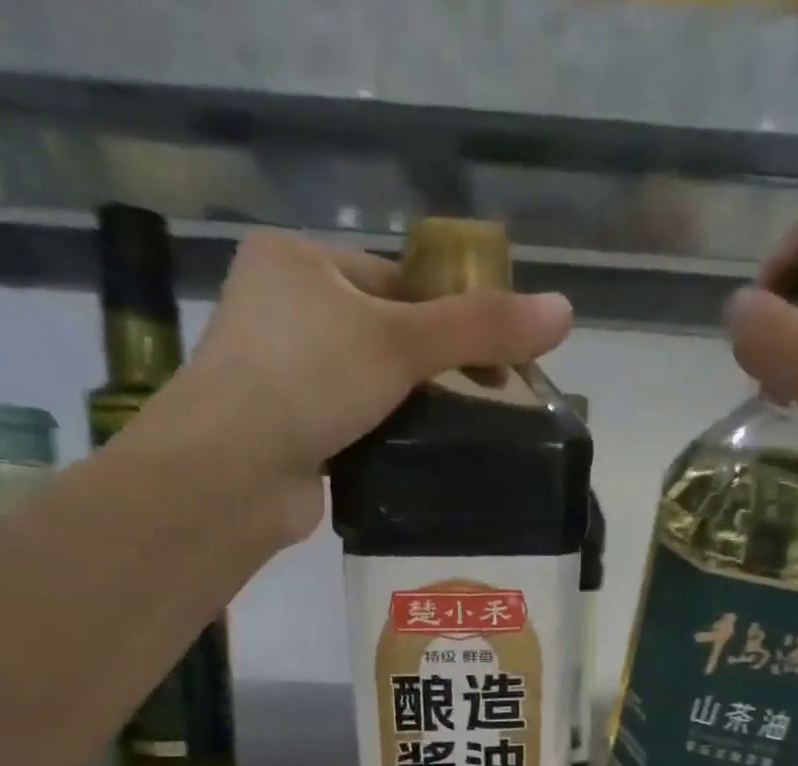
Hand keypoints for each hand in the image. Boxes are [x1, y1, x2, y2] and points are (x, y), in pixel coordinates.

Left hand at [113, 230, 574, 546]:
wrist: (232, 472)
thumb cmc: (308, 379)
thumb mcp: (402, 341)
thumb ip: (481, 327)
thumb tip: (565, 311)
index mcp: (296, 261)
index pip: (392, 277)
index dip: (446, 312)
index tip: (490, 354)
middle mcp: (280, 310)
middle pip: (381, 332)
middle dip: (430, 367)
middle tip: (483, 398)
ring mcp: (277, 375)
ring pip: (366, 384)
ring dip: (408, 407)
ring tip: (459, 432)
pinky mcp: (285, 432)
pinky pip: (350, 425)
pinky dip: (382, 439)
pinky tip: (416, 457)